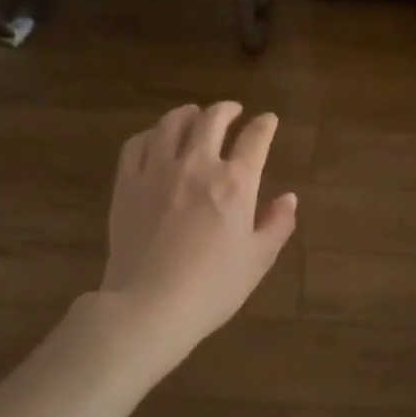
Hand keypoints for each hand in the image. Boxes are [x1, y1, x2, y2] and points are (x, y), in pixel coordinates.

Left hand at [99, 102, 297, 357]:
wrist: (148, 306)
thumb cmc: (212, 287)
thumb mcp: (258, 260)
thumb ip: (277, 225)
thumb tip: (289, 199)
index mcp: (235, 183)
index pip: (255, 139)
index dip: (265, 125)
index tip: (269, 120)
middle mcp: (197, 166)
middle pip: (212, 120)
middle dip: (226, 110)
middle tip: (233, 111)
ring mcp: (157, 171)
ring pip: (171, 124)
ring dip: (187, 114)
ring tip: (194, 115)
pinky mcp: (126, 184)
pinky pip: (136, 144)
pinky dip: (151, 134)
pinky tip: (156, 138)